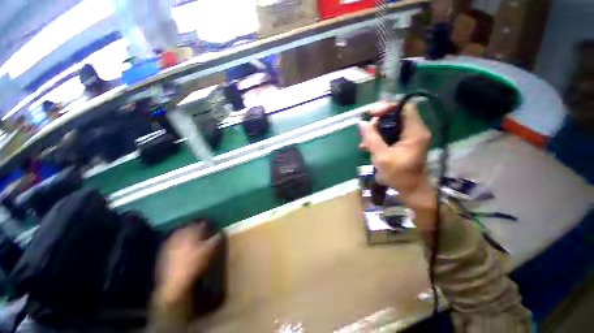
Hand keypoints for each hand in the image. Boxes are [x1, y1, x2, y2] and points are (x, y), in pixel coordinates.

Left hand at [155, 223, 219, 305]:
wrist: (173, 283)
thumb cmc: (194, 263)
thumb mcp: (211, 250)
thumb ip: (218, 237)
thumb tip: (222, 230)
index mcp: (191, 230)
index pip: (202, 222)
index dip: (209, 224)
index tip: (214, 227)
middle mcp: (179, 232)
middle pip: (191, 226)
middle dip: (198, 228)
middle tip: (205, 233)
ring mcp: (169, 241)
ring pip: (182, 233)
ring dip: (189, 235)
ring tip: (195, 240)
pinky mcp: (162, 251)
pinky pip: (174, 242)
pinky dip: (180, 243)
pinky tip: (184, 249)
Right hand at [359, 101, 436, 229]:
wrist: (410, 190)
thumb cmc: (399, 175)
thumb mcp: (382, 157)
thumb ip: (371, 138)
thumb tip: (362, 123)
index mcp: (414, 132)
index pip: (403, 107)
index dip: (387, 107)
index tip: (371, 115)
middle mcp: (414, 130)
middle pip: (395, 115)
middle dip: (377, 121)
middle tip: (364, 129)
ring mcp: (409, 137)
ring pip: (390, 125)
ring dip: (375, 131)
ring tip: (364, 143)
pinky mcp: (403, 143)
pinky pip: (389, 134)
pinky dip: (378, 138)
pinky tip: (367, 147)